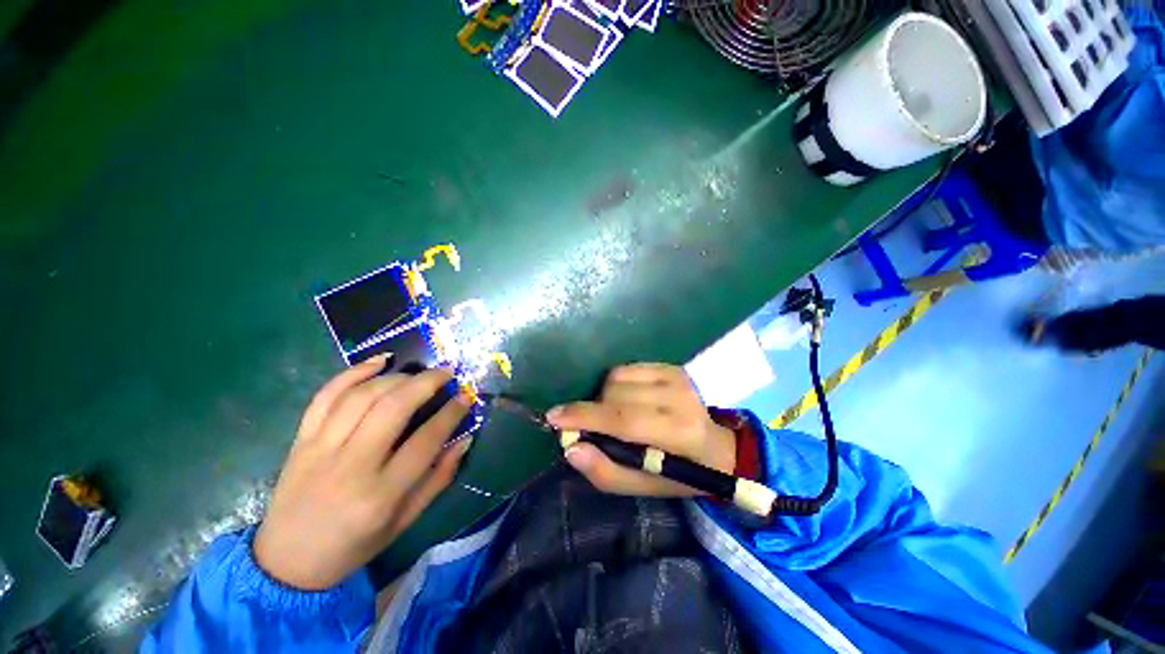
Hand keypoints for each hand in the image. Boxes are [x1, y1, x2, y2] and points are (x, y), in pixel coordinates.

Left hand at [254, 357, 472, 589]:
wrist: (287, 562)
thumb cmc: (355, 544)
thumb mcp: (405, 520)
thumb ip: (438, 478)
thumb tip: (464, 439)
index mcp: (381, 494)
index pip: (426, 440)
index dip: (451, 413)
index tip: (465, 396)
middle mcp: (351, 466)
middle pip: (393, 408)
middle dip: (426, 383)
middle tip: (446, 372)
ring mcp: (320, 449)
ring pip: (362, 396)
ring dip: (395, 377)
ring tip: (417, 373)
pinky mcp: (301, 440)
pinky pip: (326, 396)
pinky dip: (352, 373)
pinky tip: (377, 362)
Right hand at [546, 363, 735, 497]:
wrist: (715, 448)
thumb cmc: (678, 474)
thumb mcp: (641, 487)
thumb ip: (605, 471)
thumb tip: (570, 448)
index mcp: (678, 433)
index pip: (623, 420)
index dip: (584, 416)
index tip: (553, 417)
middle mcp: (679, 398)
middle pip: (614, 394)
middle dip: (594, 410)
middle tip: (597, 428)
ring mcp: (676, 377)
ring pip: (616, 377)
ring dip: (605, 397)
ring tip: (616, 415)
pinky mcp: (671, 366)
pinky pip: (626, 367)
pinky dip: (616, 383)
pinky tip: (627, 399)